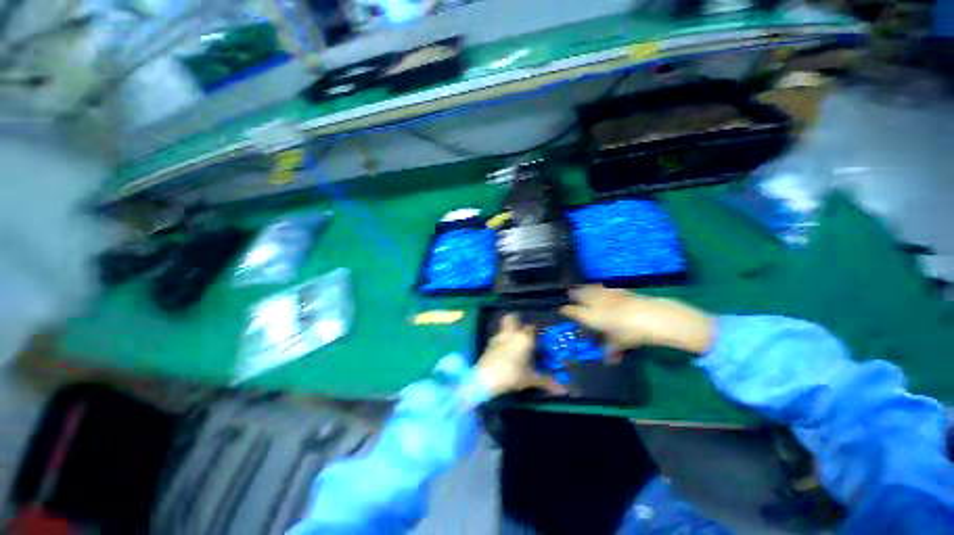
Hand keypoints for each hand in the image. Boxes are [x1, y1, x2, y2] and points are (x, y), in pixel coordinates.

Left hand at [474, 314, 566, 397]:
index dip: (535, 330)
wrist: (484, 378)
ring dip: (509, 332)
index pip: (531, 327)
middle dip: (517, 321)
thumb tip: (563, 391)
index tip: (539, 336)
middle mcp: (510, 333)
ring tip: (515, 343)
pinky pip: (497, 338)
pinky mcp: (488, 345)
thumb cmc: (511, 375)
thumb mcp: (530, 379)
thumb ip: (546, 381)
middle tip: (523, 331)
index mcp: (523, 338)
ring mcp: (497, 338)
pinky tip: (505, 352)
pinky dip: (502, 341)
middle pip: (512, 318)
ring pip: (504, 328)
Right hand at [559, 285, 714, 357]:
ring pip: (590, 289)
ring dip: (584, 288)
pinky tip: (601, 288)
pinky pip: (604, 287)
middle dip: (573, 294)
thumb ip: (611, 351)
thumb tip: (610, 361)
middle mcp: (595, 303)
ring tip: (580, 287)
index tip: (561, 309)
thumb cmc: (631, 333)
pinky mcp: (619, 290)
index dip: (566, 310)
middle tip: (568, 294)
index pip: (573, 311)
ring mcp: (607, 295)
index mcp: (591, 316)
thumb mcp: (620, 344)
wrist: (652, 316)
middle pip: (579, 295)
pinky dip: (599, 287)